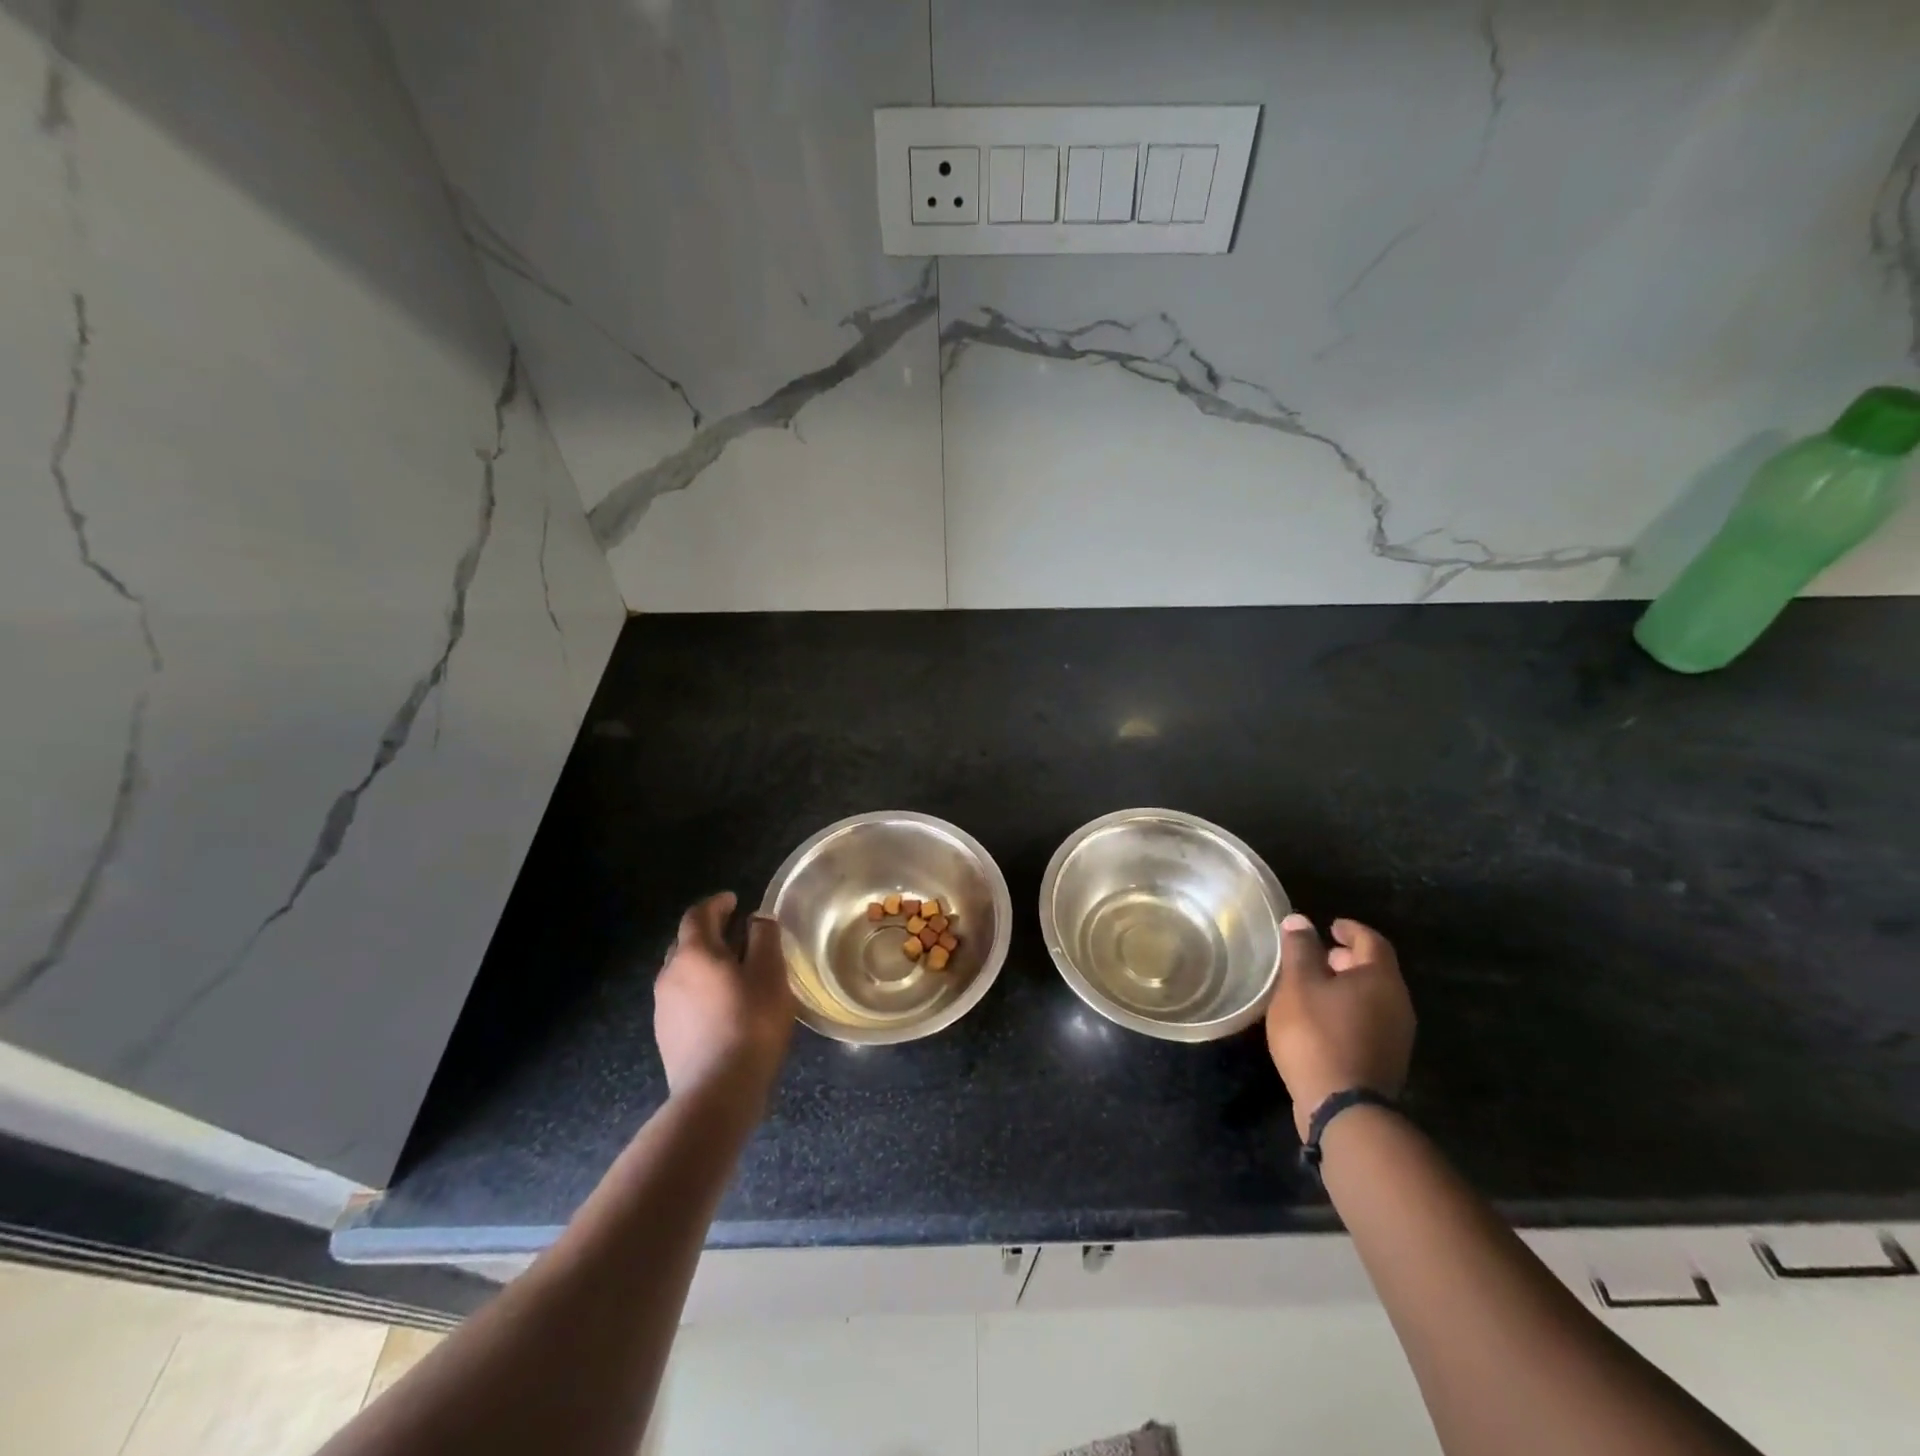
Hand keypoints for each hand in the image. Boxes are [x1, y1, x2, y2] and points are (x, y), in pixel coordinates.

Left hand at [655, 892, 794, 1103]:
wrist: (716, 1091)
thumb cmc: (750, 1023)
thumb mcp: (770, 973)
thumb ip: (764, 938)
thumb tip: (756, 919)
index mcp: (694, 952)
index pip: (698, 914)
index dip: (717, 903)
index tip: (735, 900)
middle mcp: (670, 974)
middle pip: (686, 941)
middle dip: (710, 932)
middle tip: (738, 934)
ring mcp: (663, 1007)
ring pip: (682, 971)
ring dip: (704, 963)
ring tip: (732, 971)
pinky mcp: (665, 1034)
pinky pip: (682, 998)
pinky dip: (700, 989)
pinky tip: (721, 1006)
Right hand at [1266, 914, 1414, 1138]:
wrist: (1342, 1109)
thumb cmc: (1317, 1035)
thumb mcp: (1298, 985)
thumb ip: (1299, 950)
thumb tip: (1300, 920)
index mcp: (1380, 980)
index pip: (1372, 941)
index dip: (1350, 929)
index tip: (1330, 926)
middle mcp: (1398, 1004)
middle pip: (1375, 970)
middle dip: (1346, 959)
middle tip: (1316, 956)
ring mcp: (1396, 1036)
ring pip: (1372, 998)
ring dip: (1345, 987)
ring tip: (1312, 988)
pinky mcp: (1386, 1061)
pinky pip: (1369, 1021)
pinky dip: (1348, 1010)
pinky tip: (1321, 1020)